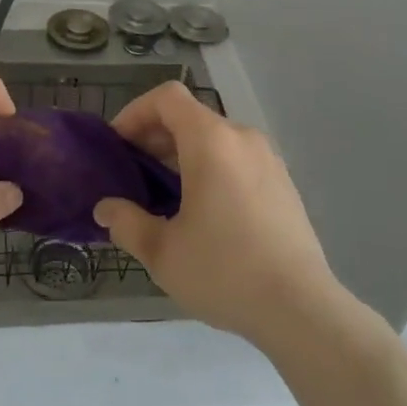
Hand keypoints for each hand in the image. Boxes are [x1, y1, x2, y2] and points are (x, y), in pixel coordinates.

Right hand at [96, 82, 341, 350]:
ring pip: (215, 139)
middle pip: (190, 117)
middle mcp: (242, 138)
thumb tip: (105, 209)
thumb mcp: (162, 252)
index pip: (167, 97)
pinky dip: (211, 168)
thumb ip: (127, 223)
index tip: (117, 145)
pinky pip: (237, 159)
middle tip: (132, 174)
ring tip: (164, 196)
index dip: (135, 112)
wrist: (301, 308)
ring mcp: (268, 159)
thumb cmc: (224, 271)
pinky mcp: (282, 183)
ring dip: (183, 155)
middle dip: (155, 137)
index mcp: (211, 141)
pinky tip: (203, 212)